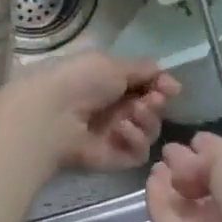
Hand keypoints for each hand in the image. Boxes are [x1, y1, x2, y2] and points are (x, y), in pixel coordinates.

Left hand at [0, 49, 177, 173]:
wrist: (51, 114)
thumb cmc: (79, 80)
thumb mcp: (112, 64)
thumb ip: (143, 69)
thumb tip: (169, 78)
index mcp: (110, 80)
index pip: (147, 84)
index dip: (161, 85)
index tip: (169, 86)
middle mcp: (114, 107)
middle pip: (152, 108)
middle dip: (156, 102)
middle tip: (150, 100)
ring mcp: (114, 134)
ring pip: (150, 130)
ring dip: (147, 120)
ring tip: (133, 114)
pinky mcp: (113, 158)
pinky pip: (139, 152)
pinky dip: (135, 140)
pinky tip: (121, 130)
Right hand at [146, 132, 221, 221]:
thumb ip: (207, 155)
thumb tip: (184, 163)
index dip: (209, 148)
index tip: (191, 140)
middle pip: (204, 180)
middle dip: (187, 164)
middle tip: (167, 150)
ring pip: (183, 201)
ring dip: (169, 181)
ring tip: (156, 164)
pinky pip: (166, 220)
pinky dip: (157, 200)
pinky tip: (151, 181)